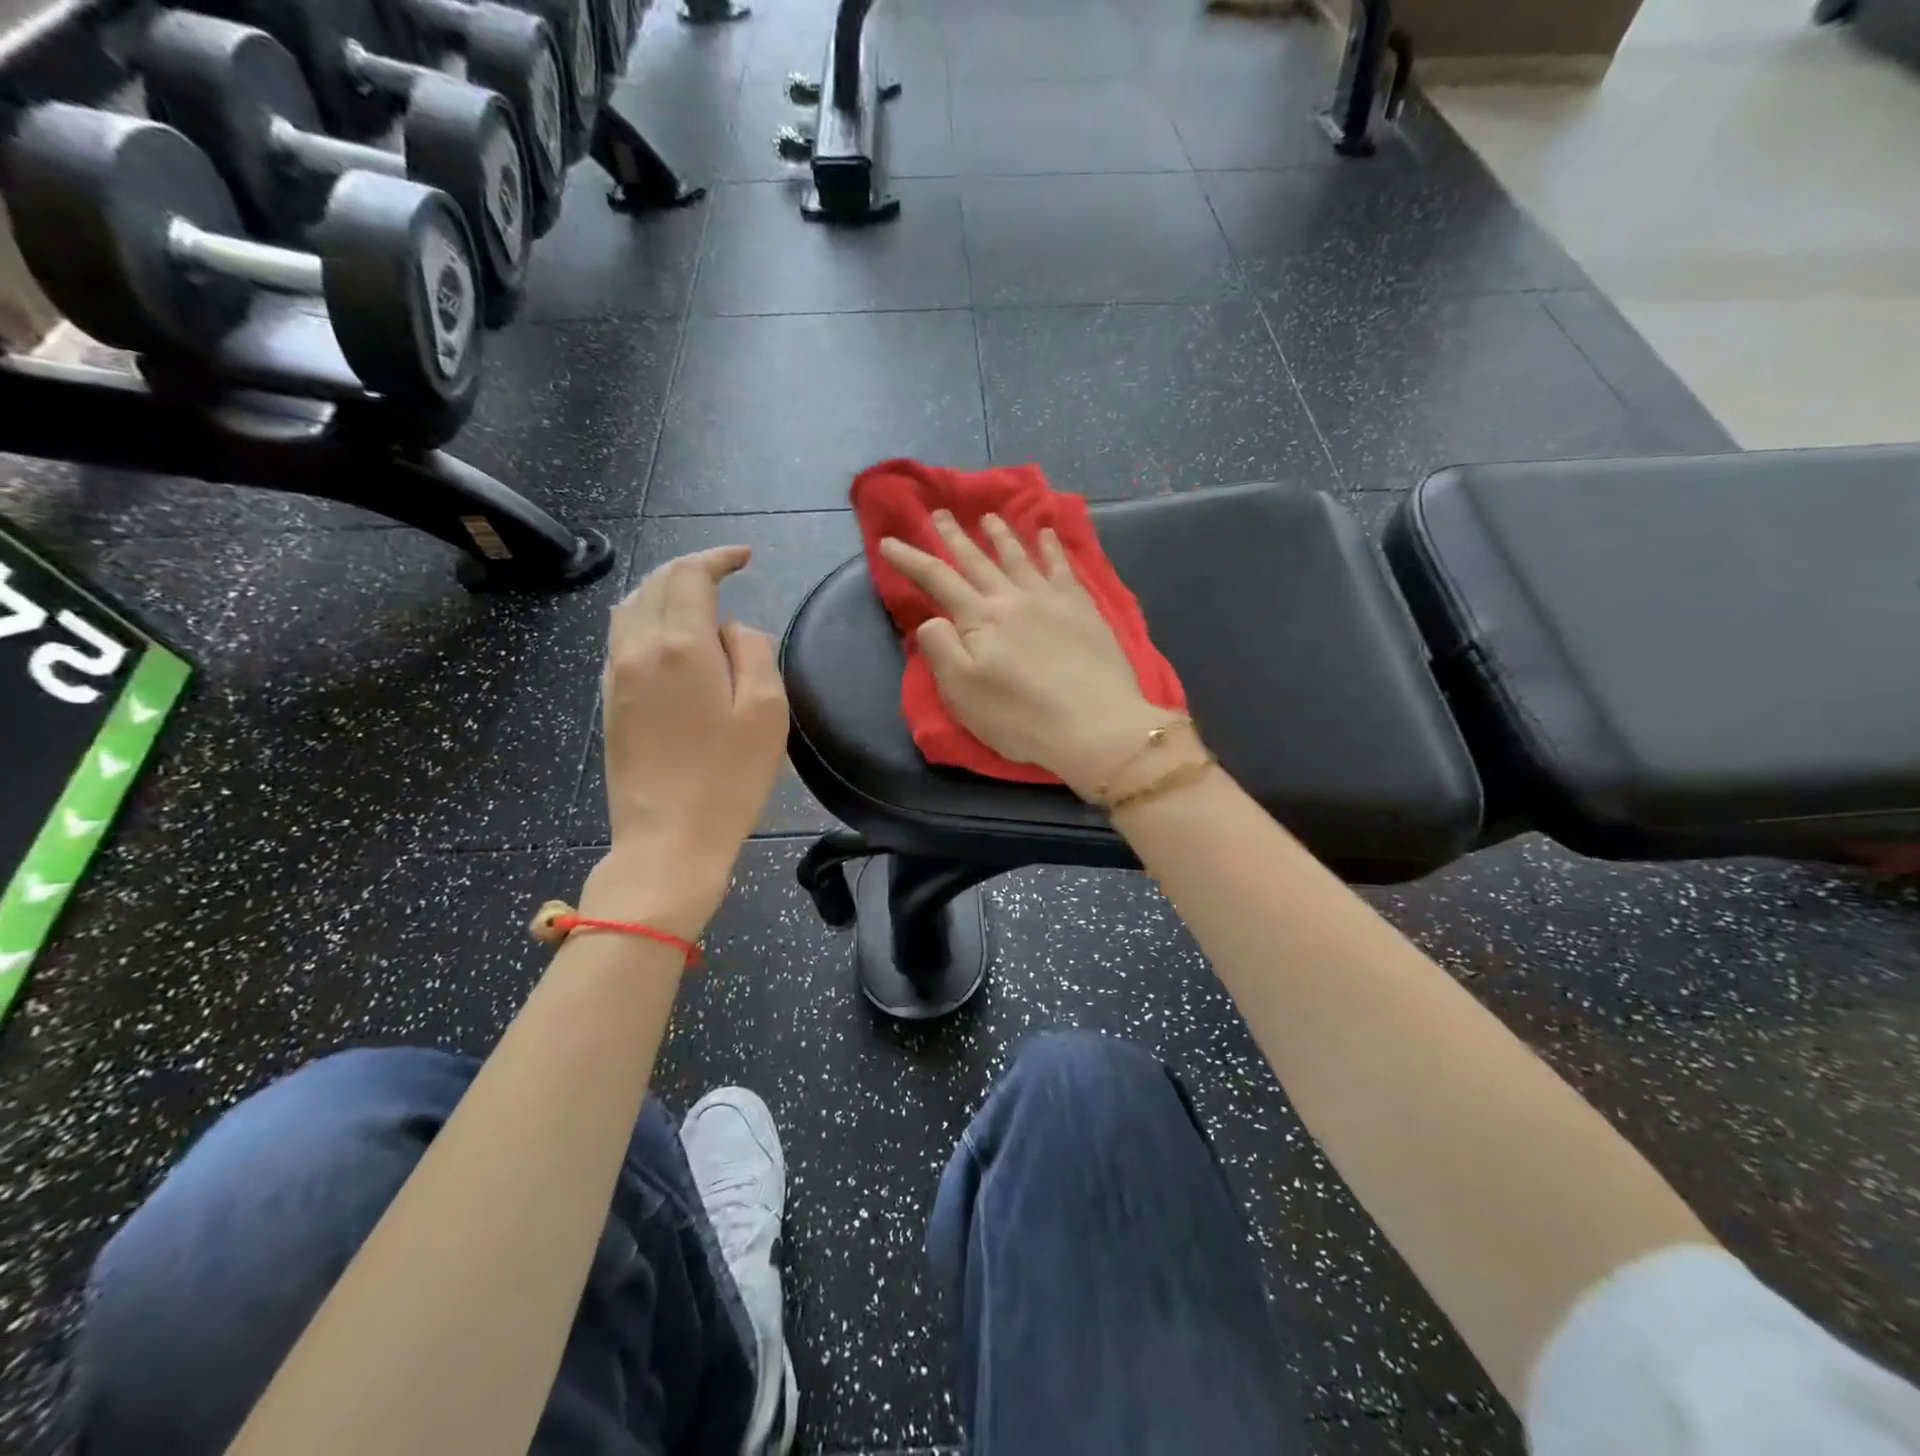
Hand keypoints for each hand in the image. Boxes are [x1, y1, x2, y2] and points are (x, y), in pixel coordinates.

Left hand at [593, 547, 789, 936]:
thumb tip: (731, 630)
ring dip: (663, 590)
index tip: (745, 557)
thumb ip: (754, 651)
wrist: (668, 841)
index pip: (690, 575)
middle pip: (655, 584)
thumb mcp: (767, 711)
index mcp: (680, 645)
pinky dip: (645, 619)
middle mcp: (638, 648)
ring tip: (697, 598)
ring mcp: (616, 676)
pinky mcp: (610, 701)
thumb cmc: (728, 778)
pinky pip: (622, 639)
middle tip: (725, 572)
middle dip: (690, 569)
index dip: (717, 557)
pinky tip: (668, 636)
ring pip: (631, 608)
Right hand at [879, 511, 1170, 796]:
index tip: (888, 542)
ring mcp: (1051, 599)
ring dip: (1001, 534)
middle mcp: (1012, 598)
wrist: (1095, 726)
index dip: (910, 559)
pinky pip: (1063, 567)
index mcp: (980, 619)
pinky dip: (1051, 548)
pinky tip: (1047, 534)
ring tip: (989, 517)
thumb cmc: (1021, 718)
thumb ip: (941, 650)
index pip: (937, 579)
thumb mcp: (963, 693)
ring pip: (1019, 556)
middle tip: (940, 513)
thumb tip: (931, 619)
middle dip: (955, 536)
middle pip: (977, 560)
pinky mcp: (1083, 609)